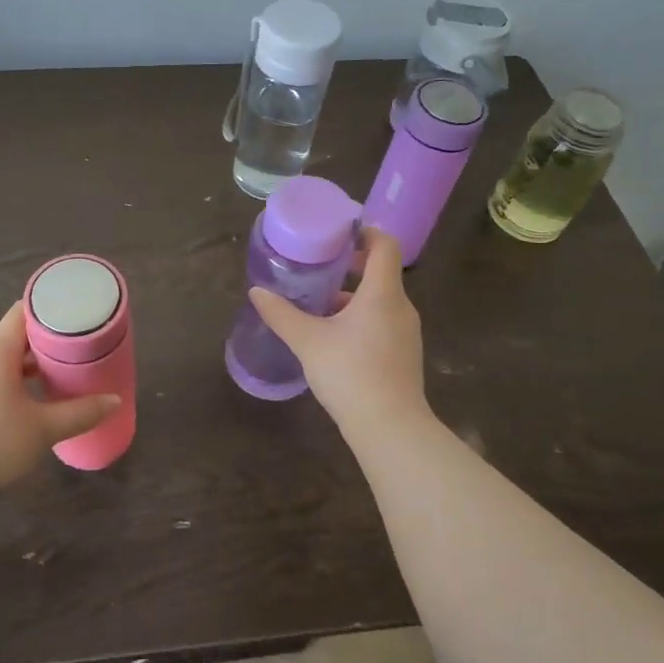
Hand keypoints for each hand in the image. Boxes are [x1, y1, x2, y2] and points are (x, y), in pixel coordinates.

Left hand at [0, 302, 119, 487]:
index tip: (73, 321)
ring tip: (47, 384)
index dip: (50, 313)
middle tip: (69, 358)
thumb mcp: (43, 429)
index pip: (23, 313)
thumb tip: (115, 401)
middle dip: (39, 347)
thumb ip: (80, 412)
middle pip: (10, 337)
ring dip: (19, 369)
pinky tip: (16, 405)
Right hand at [250, 227, 430, 433]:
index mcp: (382, 293)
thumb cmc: (350, 374)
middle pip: (381, 272)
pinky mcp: (404, 354)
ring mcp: (406, 332)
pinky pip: (383, 322)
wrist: (390, 429)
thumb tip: (256, 292)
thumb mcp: (308, 342)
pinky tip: (334, 338)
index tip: (339, 235)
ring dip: (352, 296)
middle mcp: (400, 307)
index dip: (365, 233)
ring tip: (319, 305)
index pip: (385, 245)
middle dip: (350, 267)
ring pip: (380, 300)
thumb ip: (281, 314)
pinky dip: (361, 318)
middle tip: (318, 268)